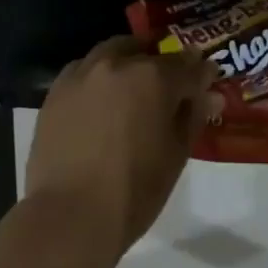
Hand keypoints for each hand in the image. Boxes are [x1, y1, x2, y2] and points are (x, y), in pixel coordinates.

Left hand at [25, 36, 213, 257]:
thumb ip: (193, 117)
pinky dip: (99, 75)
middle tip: (171, 82)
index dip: (202, 72)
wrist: (69, 215)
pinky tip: (102, 98)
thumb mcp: (175, 156)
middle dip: (163, 62)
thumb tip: (210, 94)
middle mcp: (117, 63)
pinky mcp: (57, 89)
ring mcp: (83, 73)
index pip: (187, 66)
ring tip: (135, 85)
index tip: (208, 78)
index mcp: (153, 78)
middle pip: (147, 51)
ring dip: (129, 61)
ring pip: (112, 52)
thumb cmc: (133, 191)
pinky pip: (84, 69)